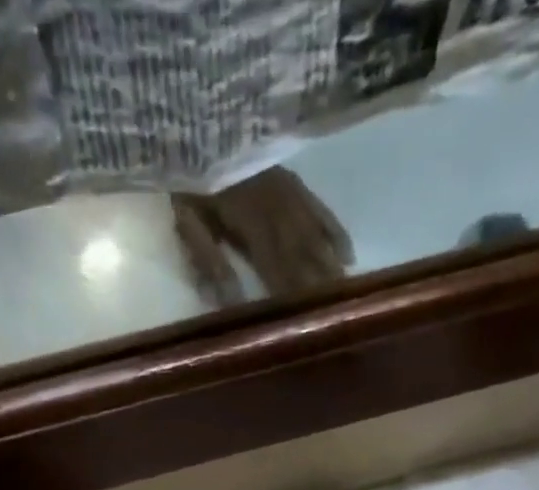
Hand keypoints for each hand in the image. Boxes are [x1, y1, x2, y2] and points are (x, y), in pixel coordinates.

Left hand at [172, 168, 352, 304]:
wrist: (200, 117)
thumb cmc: (190, 178)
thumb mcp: (190, 222)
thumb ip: (211, 261)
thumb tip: (232, 302)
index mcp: (251, 223)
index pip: (275, 268)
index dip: (290, 296)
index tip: (306, 322)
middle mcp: (278, 210)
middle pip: (302, 256)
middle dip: (319, 287)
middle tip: (338, 313)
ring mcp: (290, 193)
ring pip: (316, 236)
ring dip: (332, 266)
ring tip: (346, 292)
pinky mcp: (294, 182)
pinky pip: (321, 210)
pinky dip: (336, 232)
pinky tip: (349, 254)